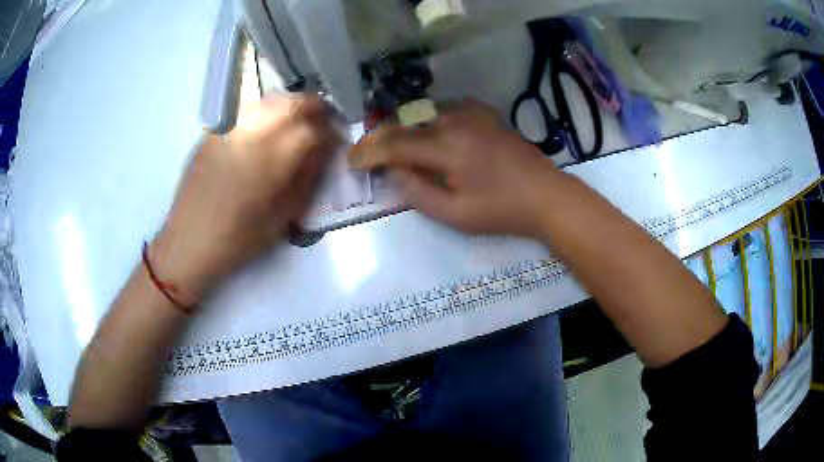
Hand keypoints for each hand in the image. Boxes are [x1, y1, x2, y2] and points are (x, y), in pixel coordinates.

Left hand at [150, 96, 338, 305]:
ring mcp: (230, 128)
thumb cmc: (239, 238)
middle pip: (293, 103)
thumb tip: (325, 152)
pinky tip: (266, 127)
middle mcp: (252, 133)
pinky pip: (247, 109)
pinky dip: (265, 111)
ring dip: (290, 106)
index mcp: (272, 159)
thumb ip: (308, 178)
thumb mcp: (283, 217)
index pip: (313, 130)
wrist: (190, 241)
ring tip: (296, 122)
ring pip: (269, 101)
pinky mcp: (214, 131)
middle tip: (323, 120)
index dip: (331, 131)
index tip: (337, 139)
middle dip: (314, 107)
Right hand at [350, 99, 560, 236]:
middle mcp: (455, 120)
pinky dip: (429, 119)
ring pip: (423, 114)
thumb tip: (394, 172)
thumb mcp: (455, 214)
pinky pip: (446, 109)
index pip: (394, 144)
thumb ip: (417, 193)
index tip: (351, 162)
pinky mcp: (484, 112)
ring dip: (404, 128)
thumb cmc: (501, 211)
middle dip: (380, 139)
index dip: (368, 152)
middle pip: (405, 124)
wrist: (545, 195)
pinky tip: (429, 133)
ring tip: (392, 146)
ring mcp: (472, 112)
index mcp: (447, 147)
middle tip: (366, 154)